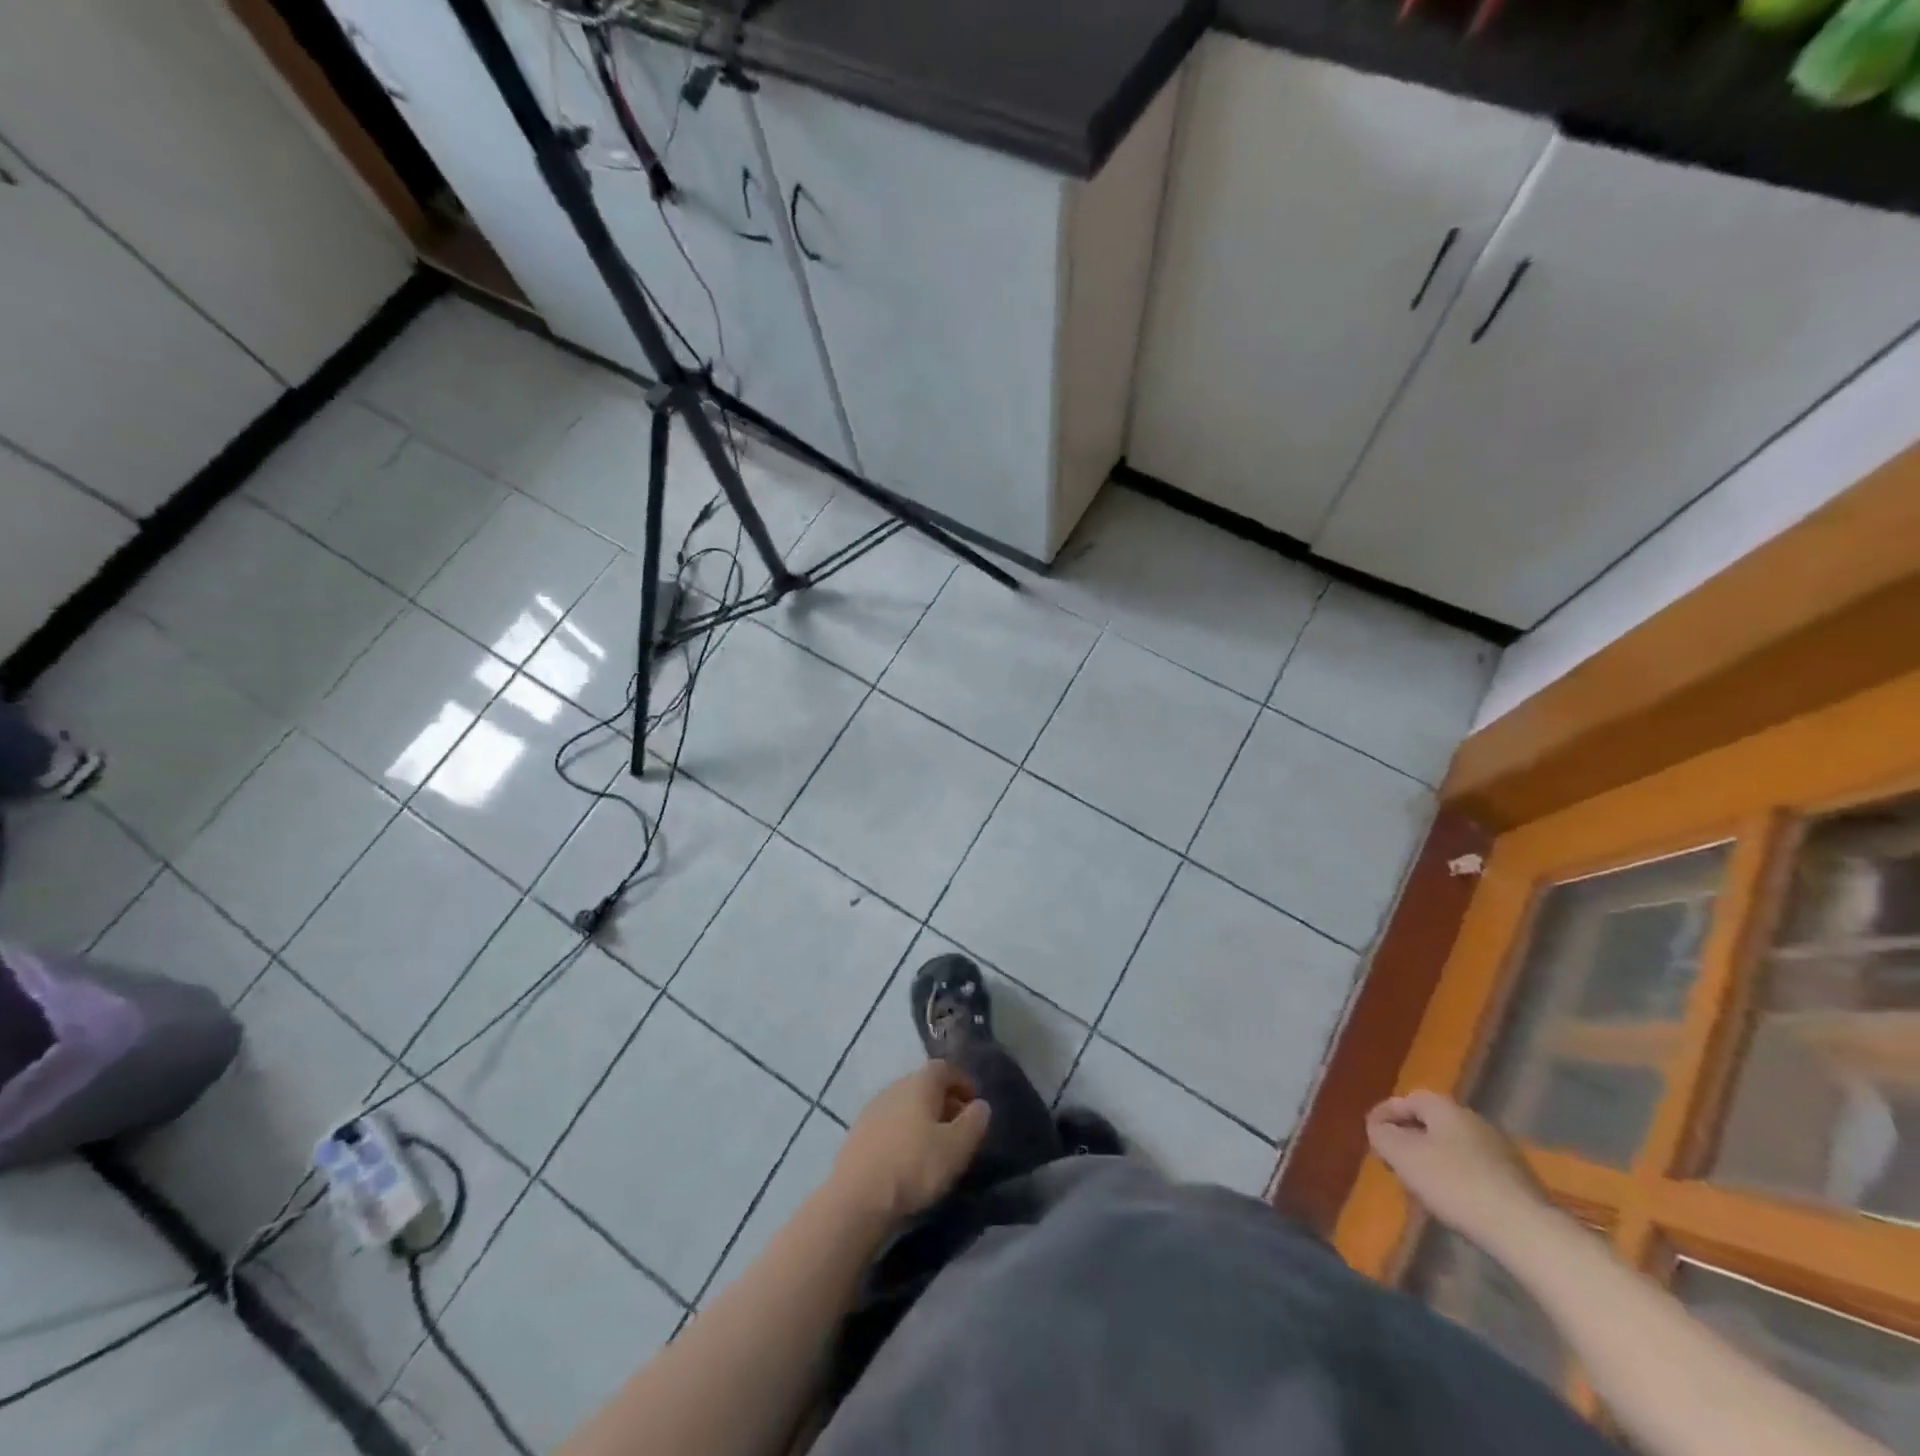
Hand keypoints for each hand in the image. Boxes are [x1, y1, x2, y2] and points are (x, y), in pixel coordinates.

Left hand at [830, 1062, 990, 1223]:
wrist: (856, 1198)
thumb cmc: (913, 1166)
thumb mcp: (956, 1147)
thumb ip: (974, 1123)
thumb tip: (981, 1105)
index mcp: (919, 1083)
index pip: (945, 1068)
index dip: (963, 1082)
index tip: (975, 1105)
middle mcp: (894, 1087)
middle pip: (924, 1085)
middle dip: (945, 1102)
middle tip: (959, 1129)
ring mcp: (873, 1109)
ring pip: (906, 1105)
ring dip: (923, 1119)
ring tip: (936, 1147)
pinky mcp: (858, 1133)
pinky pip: (890, 1124)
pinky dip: (904, 1133)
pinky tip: (908, 1159)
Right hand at [1366, 1090, 1548, 1247]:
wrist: (1526, 1230)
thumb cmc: (1455, 1184)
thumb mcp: (1403, 1156)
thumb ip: (1382, 1135)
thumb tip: (1379, 1127)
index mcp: (1446, 1108)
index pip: (1407, 1099)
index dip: (1385, 1114)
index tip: (1372, 1135)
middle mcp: (1475, 1120)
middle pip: (1431, 1123)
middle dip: (1410, 1139)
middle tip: (1395, 1161)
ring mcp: (1501, 1151)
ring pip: (1453, 1147)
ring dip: (1433, 1160)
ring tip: (1421, 1185)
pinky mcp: (1518, 1181)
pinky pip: (1475, 1170)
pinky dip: (1457, 1178)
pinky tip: (1453, 1201)